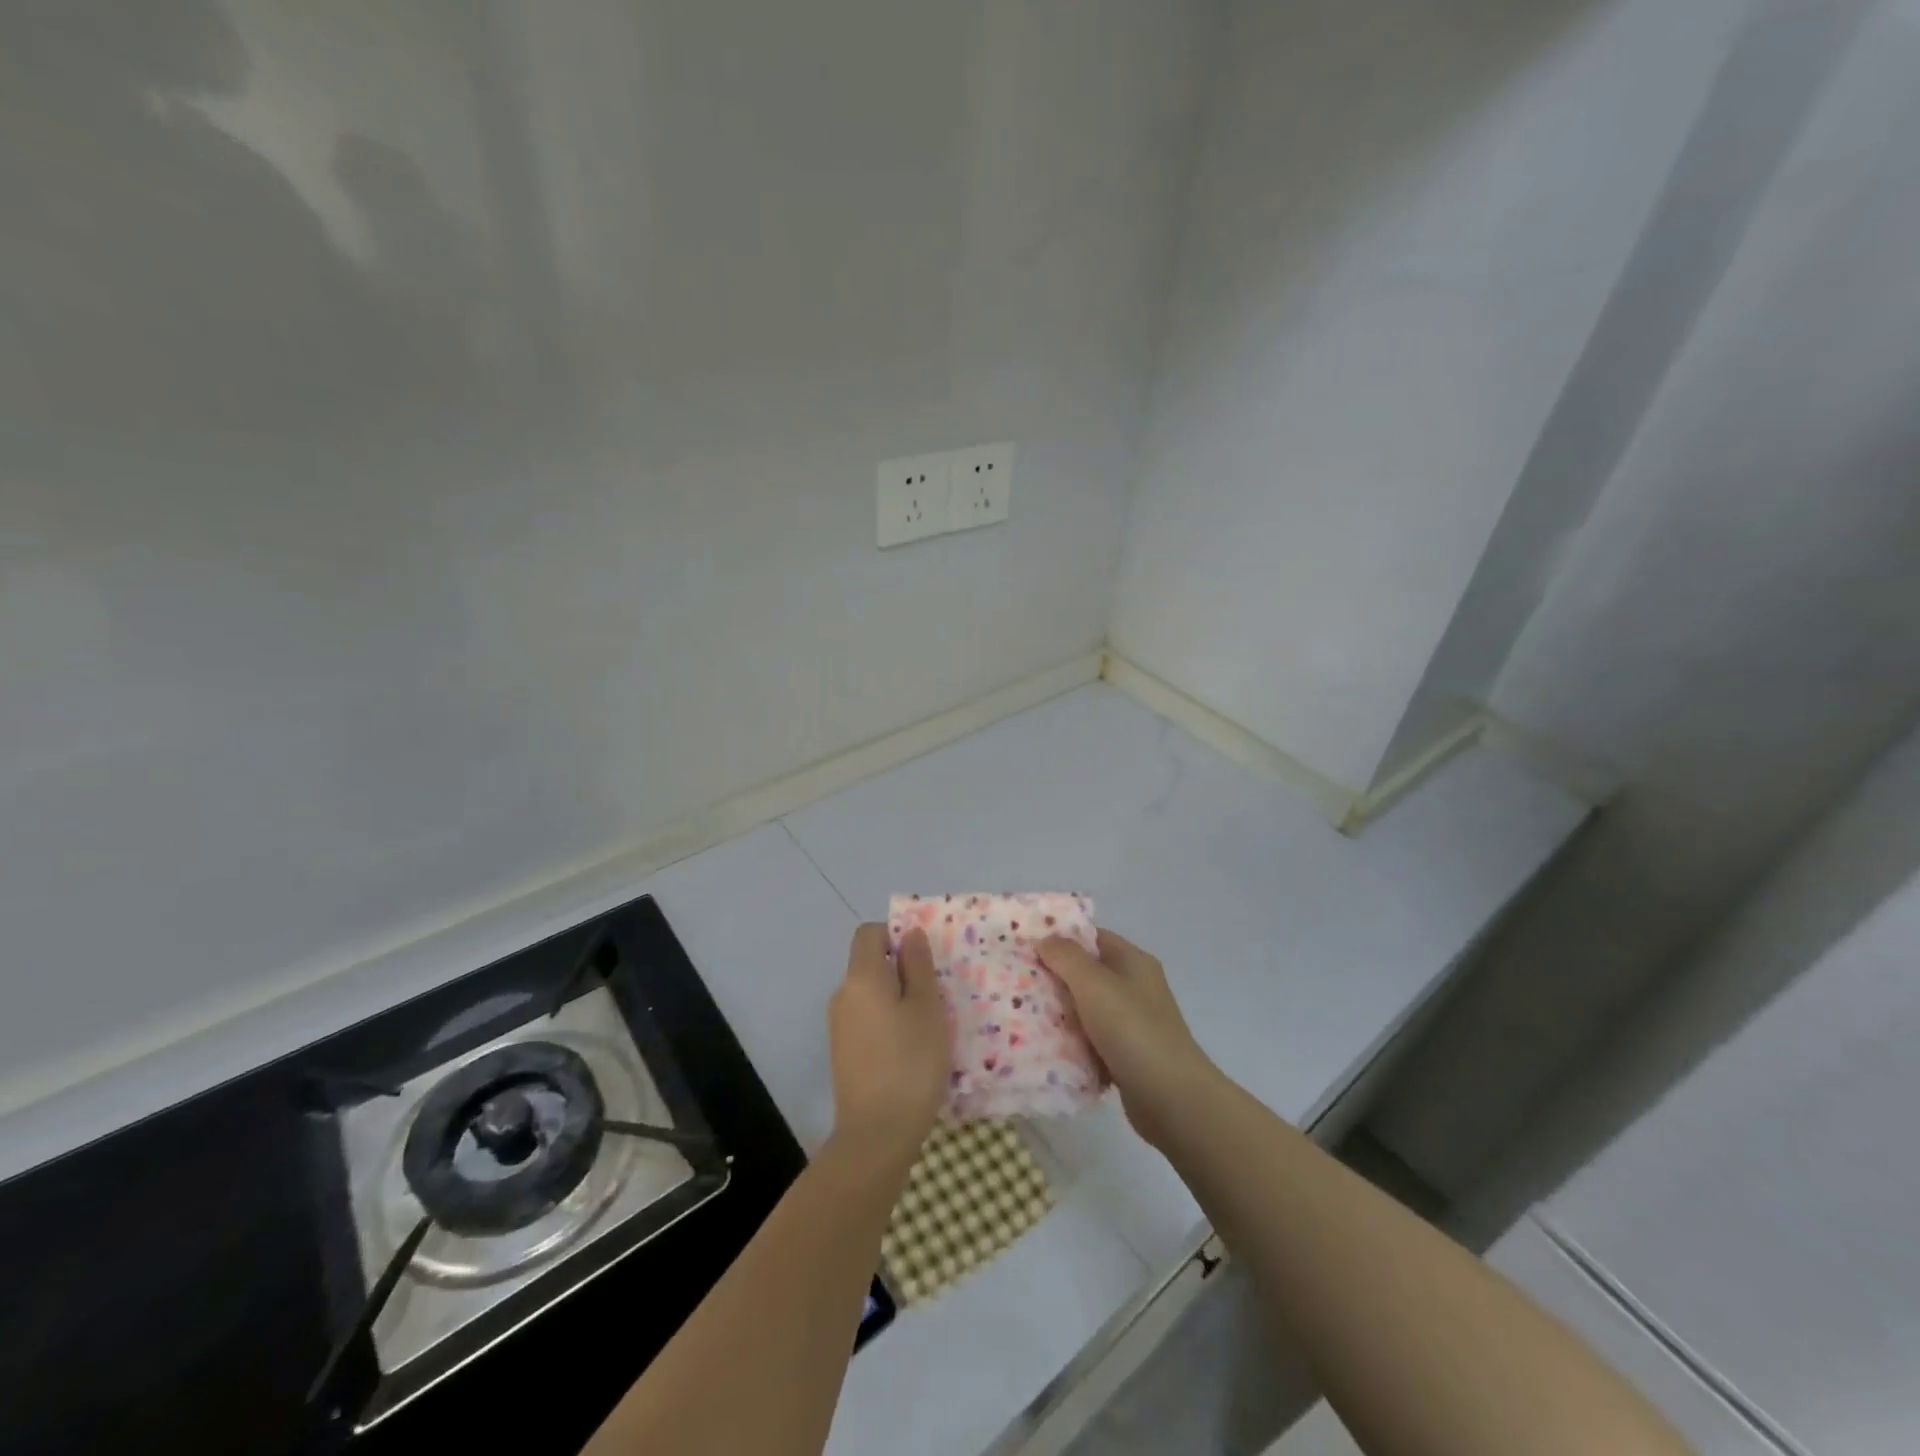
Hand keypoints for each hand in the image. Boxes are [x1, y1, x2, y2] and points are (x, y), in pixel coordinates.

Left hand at [828, 924, 949, 1165]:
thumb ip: (918, 965)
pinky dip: (887, 1023)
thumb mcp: (927, 1007)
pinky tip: (910, 1050)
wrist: (877, 1134)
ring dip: (897, 999)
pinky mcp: (843, 1053)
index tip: (924, 960)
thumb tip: (910, 933)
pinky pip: (867, 1020)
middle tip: (935, 995)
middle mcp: (843, 994)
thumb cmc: (910, 1062)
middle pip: (870, 963)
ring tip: (927, 1026)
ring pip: (871, 994)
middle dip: (902, 970)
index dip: (896, 935)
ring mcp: (839, 1026)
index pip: (869, 933)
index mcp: (861, 976)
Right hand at [1038, 930, 1216, 1148]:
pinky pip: (1091, 1040)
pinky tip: (1046, 1046)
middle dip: (1054, 977)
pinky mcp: (1126, 1055)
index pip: (1092, 936)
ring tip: (1022, 1013)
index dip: (1060, 937)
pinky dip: (1072, 1042)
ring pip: (1086, 1008)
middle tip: (1017, 981)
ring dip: (1060, 1013)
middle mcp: (1134, 987)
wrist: (1172, 1099)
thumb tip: (1045, 939)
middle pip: (1087, 973)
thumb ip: (1066, 957)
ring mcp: (1132, 1023)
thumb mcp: (1094, 984)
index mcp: (1133, 961)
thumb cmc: (1132, 1030)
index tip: (1025, 945)